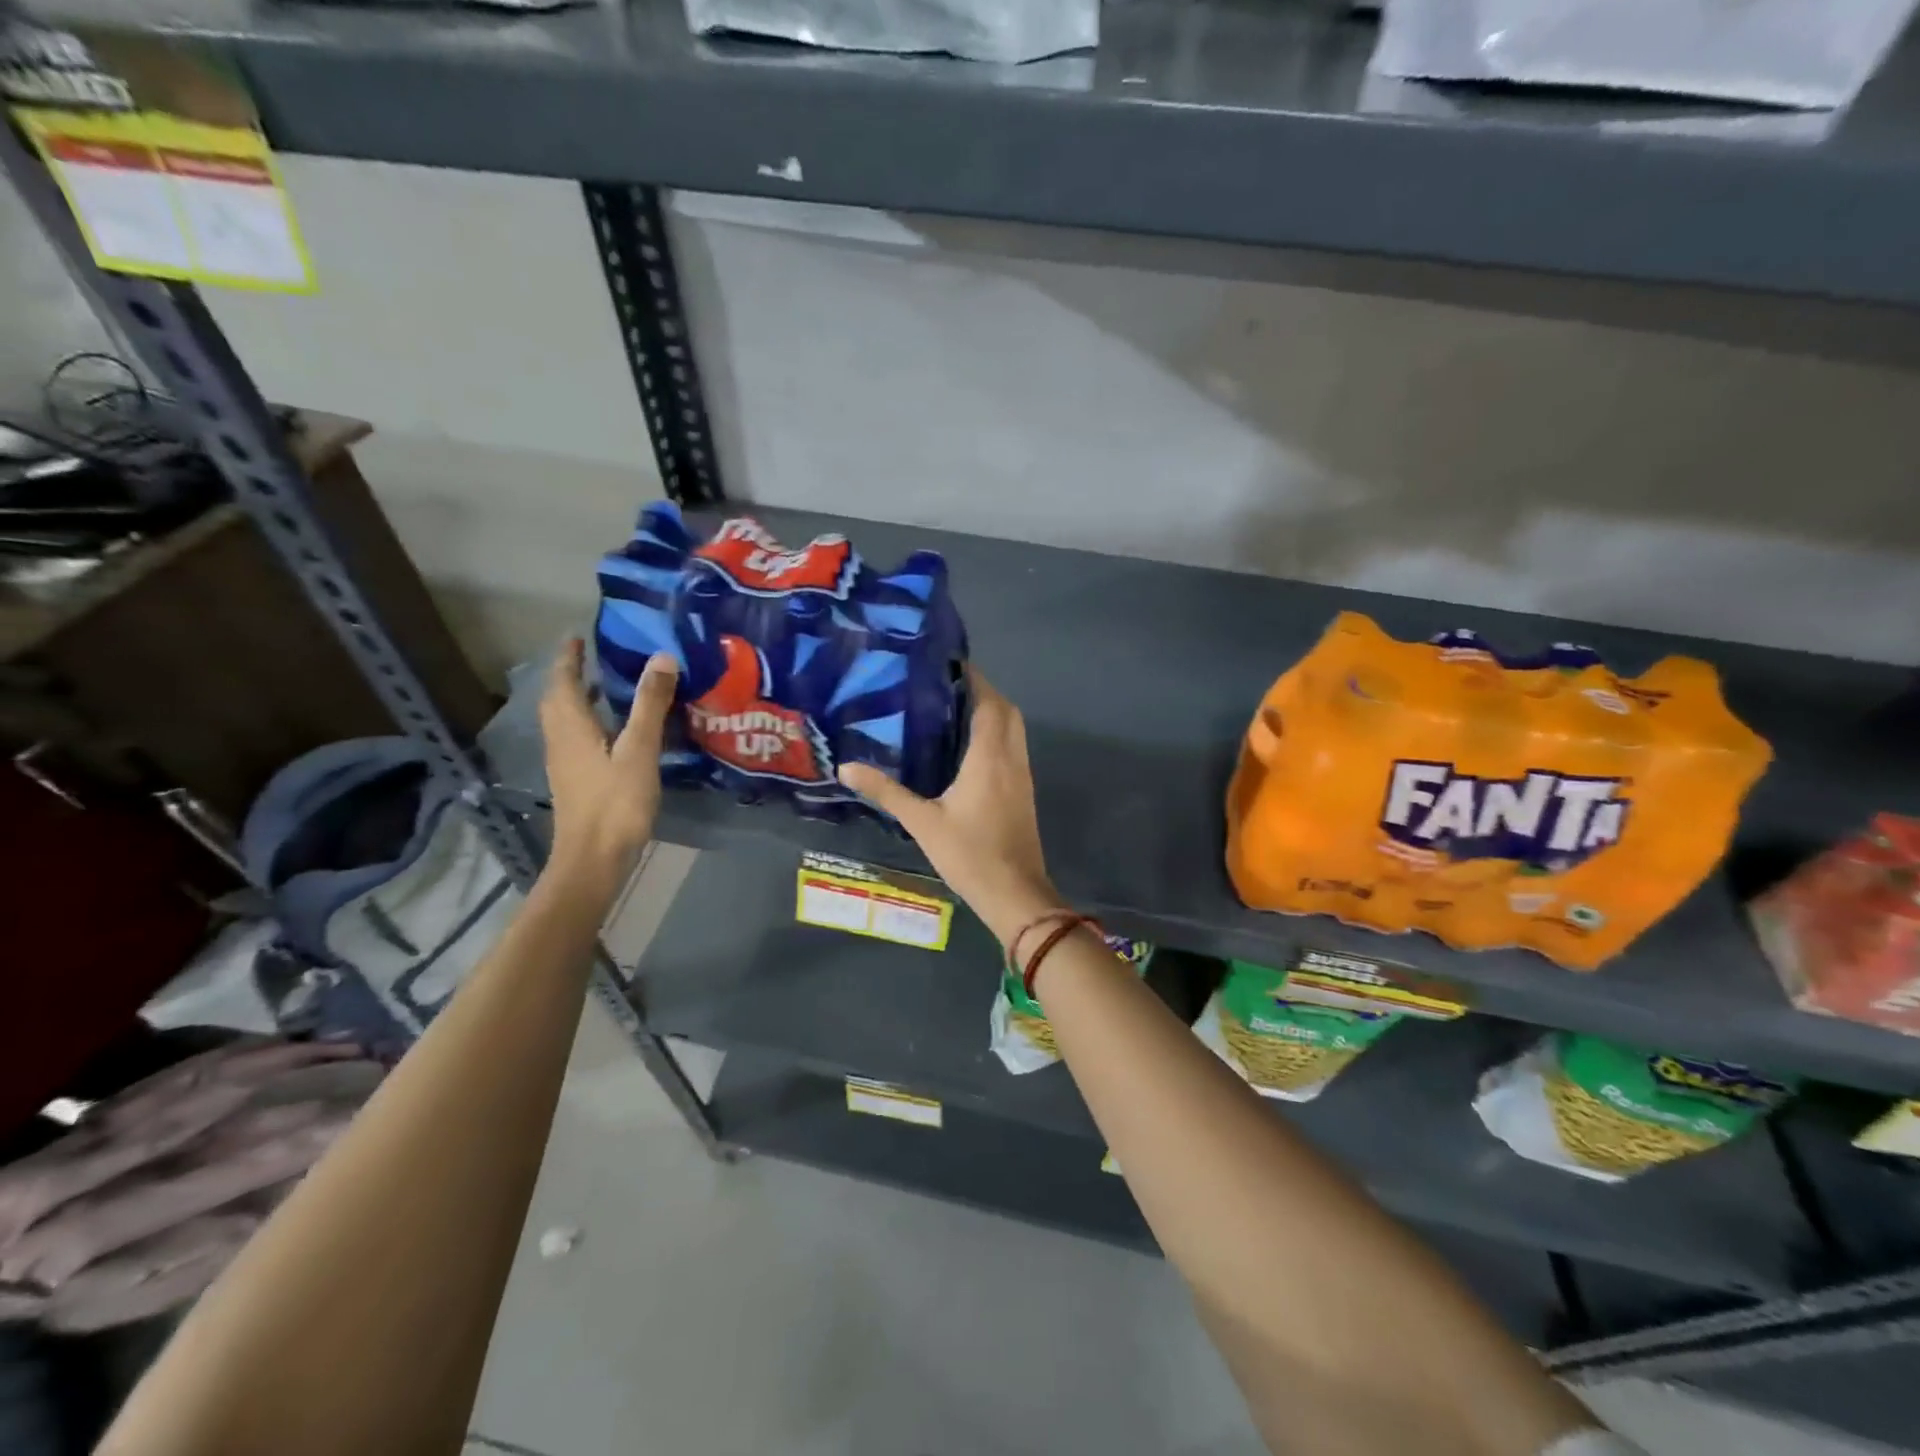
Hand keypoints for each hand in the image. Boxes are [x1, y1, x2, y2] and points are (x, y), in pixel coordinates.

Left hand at [539, 638, 677, 885]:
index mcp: (571, 727)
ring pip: (566, 721)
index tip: (578, 636)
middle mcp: (561, 740)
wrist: (593, 859)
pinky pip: (577, 739)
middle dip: (571, 677)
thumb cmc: (615, 802)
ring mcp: (566, 763)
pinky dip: (591, 723)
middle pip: (558, 700)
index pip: (563, 681)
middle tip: (595, 659)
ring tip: (608, 689)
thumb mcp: (639, 749)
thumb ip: (650, 704)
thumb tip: (662, 657)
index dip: (569, 657)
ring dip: (581, 700)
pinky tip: (616, 732)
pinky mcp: (576, 781)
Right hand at [838, 667, 1063, 945]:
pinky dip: (996, 735)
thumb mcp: (923, 822)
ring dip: (991, 713)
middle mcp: (1012, 758)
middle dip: (982, 692)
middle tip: (945, 687)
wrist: (1015, 893)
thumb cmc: (970, 854)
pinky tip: (968, 748)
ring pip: (1013, 729)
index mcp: (990, 757)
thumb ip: (887, 792)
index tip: (947, 664)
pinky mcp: (1023, 791)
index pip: (988, 703)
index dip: (973, 679)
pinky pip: (1013, 748)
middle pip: (1006, 710)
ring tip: (952, 710)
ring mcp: (1022, 775)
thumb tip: (847, 767)